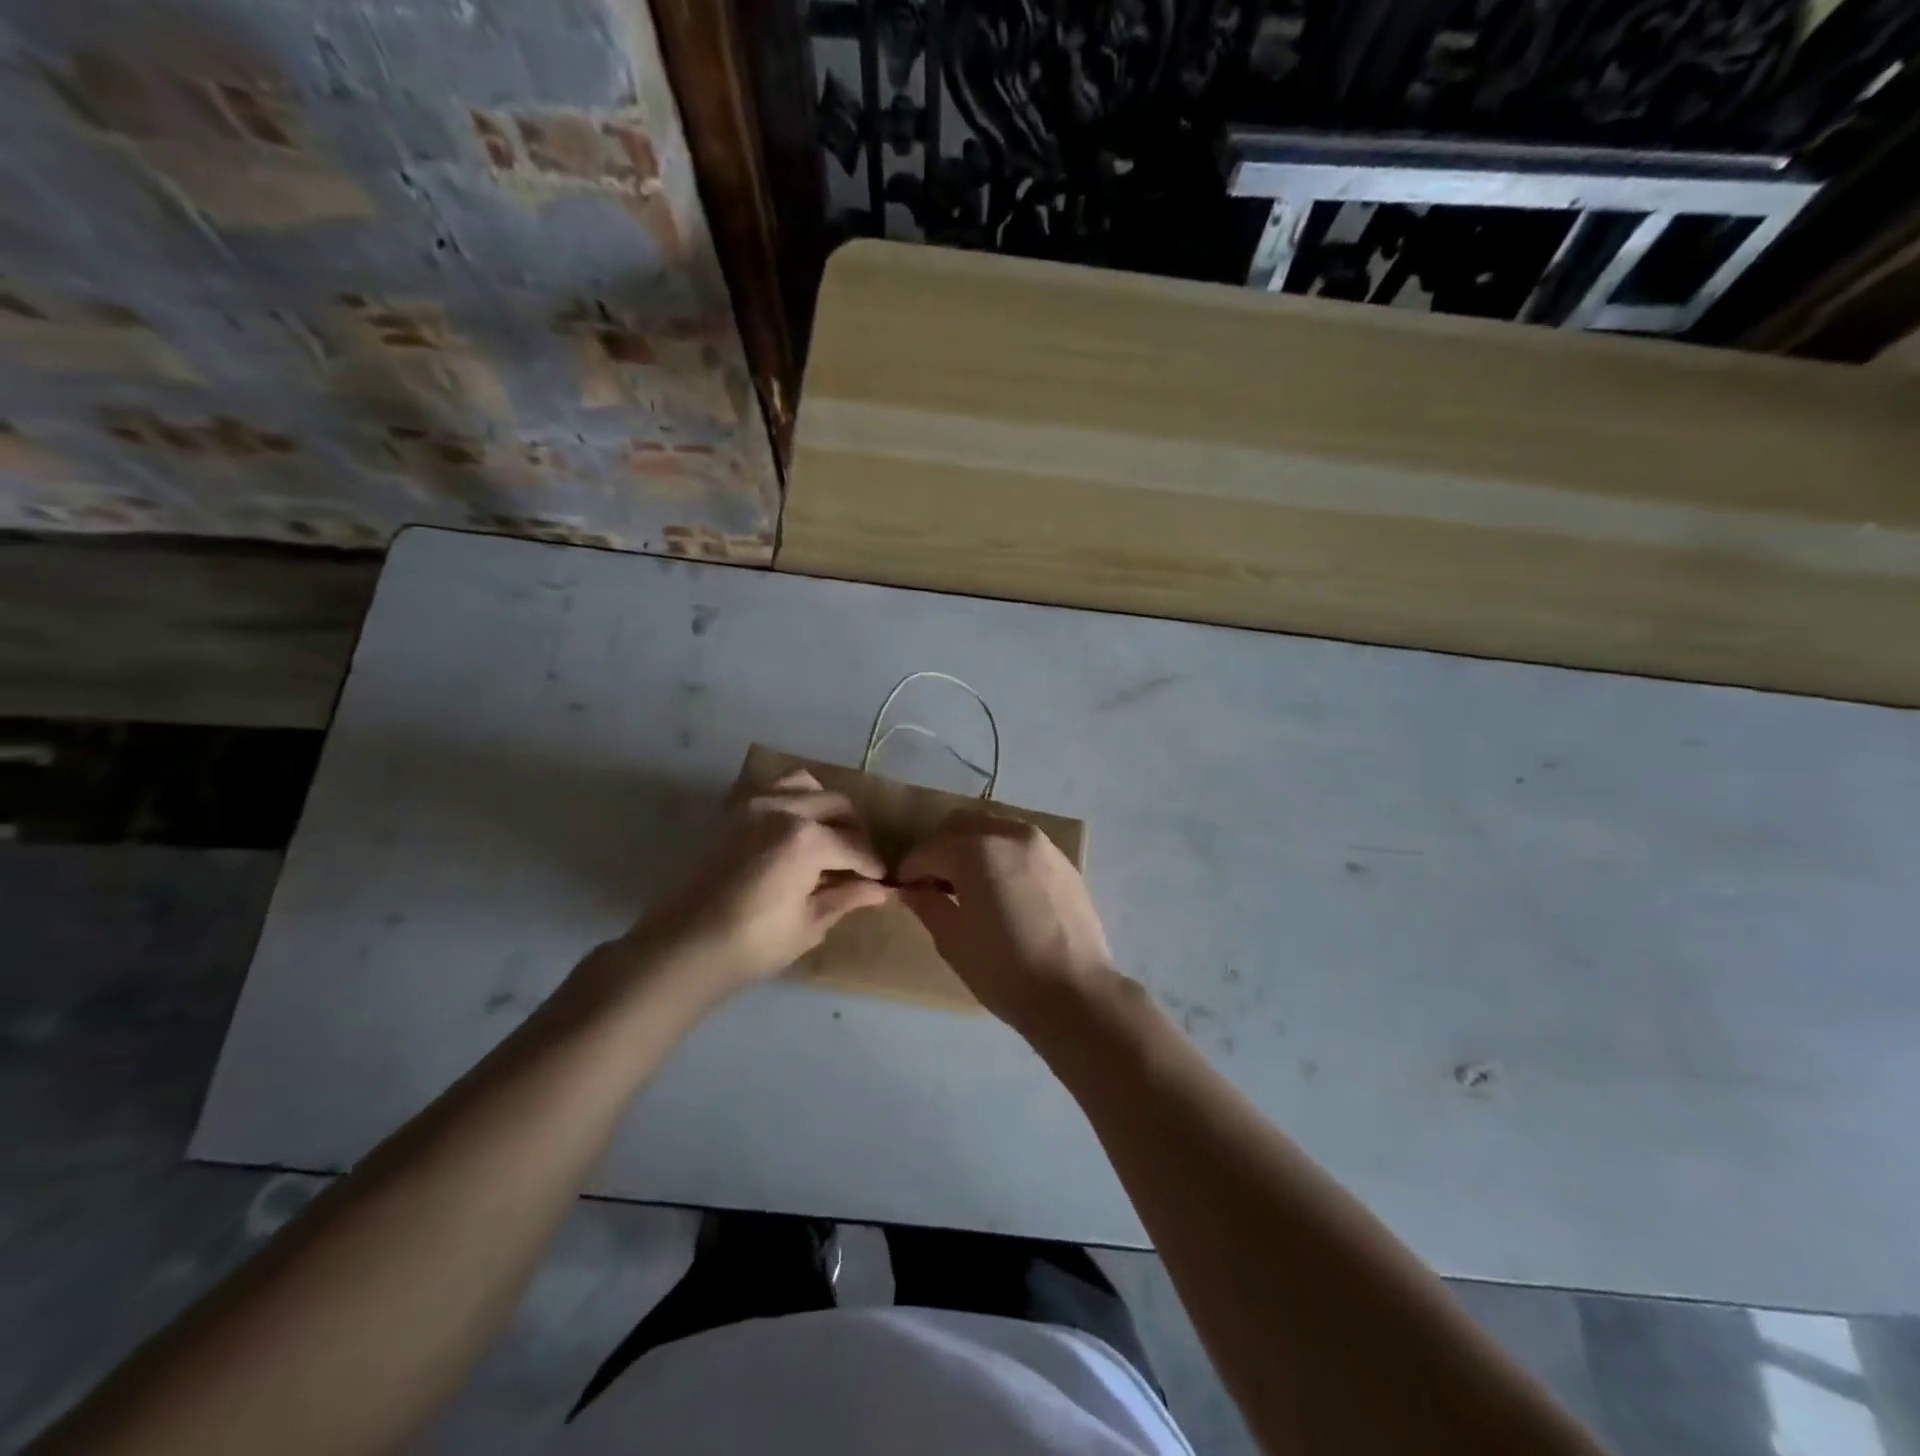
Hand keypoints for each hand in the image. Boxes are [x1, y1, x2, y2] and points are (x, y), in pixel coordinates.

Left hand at [625, 769, 890, 991]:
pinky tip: (793, 828)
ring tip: (828, 836)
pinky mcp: (730, 810)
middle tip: (858, 862)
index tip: (882, 881)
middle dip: (855, 832)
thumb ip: (846, 897)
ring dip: (824, 806)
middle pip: (837, 806)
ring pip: (805, 784)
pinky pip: (770, 787)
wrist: (682, 947)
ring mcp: (753, 803)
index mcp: (806, 839)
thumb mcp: (809, 924)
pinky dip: (790, 799)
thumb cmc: (751, 944)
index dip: (873, 866)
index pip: (856, 846)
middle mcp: (783, 807)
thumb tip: (880, 890)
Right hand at [898, 811, 1118, 1027]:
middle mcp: (1010, 834)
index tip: (904, 890)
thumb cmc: (1004, 970)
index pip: (930, 849)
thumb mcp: (953, 940)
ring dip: (972, 848)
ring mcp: (1042, 845)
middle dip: (941, 849)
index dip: (911, 869)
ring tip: (968, 885)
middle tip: (933, 883)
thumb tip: (912, 889)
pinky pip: (1020, 845)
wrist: (1075, 993)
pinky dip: (1001, 855)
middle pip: (962, 826)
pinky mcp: (1063, 861)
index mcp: (978, 850)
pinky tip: (1001, 890)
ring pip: (993, 830)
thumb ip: (927, 904)